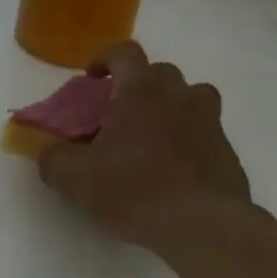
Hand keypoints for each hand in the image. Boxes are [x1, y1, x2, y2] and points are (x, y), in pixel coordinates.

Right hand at [38, 41, 253, 246]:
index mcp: (140, 91)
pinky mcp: (227, 151)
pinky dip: (188, 140)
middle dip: (138, 86)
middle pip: (160, 72)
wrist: (202, 225)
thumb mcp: (74, 178)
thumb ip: (53, 159)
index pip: (124, 52)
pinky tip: (173, 169)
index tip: (92, 78)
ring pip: (191, 97)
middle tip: (119, 114)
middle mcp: (178, 95)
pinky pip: (205, 132)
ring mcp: (209, 121)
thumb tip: (48, 153)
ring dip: (171, 106)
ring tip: (152, 135)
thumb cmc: (133, 189)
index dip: (105, 58)